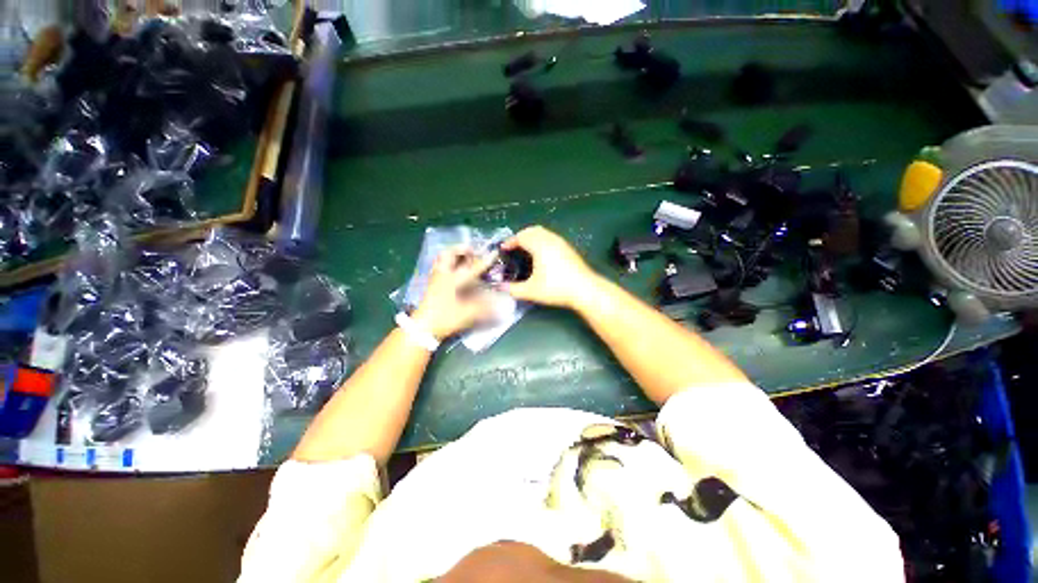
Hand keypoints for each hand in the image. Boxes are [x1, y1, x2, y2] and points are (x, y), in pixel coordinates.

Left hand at [412, 247, 495, 339]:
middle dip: (461, 249)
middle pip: (449, 254)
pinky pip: (439, 268)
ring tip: (463, 257)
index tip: (494, 252)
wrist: (423, 328)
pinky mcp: (431, 285)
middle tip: (472, 251)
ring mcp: (435, 279)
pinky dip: (447, 264)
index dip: (485, 260)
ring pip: (442, 260)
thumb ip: (484, 307)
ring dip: (453, 255)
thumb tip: (499, 302)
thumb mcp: (467, 314)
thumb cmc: (445, 318)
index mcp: (453, 279)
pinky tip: (454, 271)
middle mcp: (443, 275)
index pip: (472, 267)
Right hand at [500, 226, 597, 308]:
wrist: (585, 289)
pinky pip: (551, 237)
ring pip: (543, 232)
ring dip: (532, 237)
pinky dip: (541, 241)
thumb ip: (513, 289)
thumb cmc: (556, 288)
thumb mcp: (531, 291)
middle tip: (513, 248)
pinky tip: (541, 255)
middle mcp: (550, 240)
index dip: (510, 241)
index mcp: (539, 246)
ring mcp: (561, 243)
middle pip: (532, 230)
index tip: (503, 249)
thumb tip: (500, 288)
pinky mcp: (568, 248)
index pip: (521, 236)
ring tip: (525, 250)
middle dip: (521, 236)